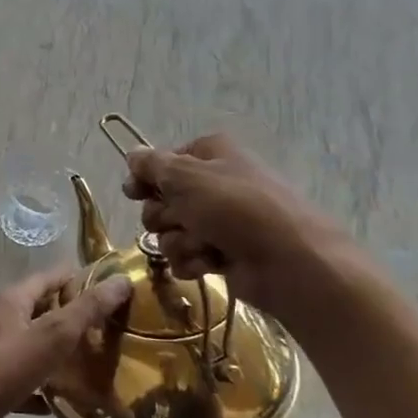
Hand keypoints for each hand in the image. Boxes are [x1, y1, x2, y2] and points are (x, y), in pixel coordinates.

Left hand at [0, 268, 132, 417]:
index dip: (82, 279)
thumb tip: (122, 280)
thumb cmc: (8, 366)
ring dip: (65, 353)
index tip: (115, 289)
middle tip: (114, 327)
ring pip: (39, 347)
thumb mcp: (54, 333)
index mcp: (13, 300)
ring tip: (101, 361)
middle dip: (77, 317)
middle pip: (45, 311)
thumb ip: (88, 308)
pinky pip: (32, 380)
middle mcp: (4, 321)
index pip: (52, 277)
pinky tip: (74, 398)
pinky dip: (51, 386)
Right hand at [122, 134, 363, 333]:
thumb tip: (131, 155)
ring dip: (180, 241)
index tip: (134, 192)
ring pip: (170, 232)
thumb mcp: (186, 176)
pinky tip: (209, 264)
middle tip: (182, 219)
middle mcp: (213, 184)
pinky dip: (192, 261)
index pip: (162, 162)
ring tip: (204, 245)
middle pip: (161, 200)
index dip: (146, 179)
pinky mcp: (221, 253)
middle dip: (164, 216)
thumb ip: (151, 165)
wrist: (286, 260)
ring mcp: (218, 221)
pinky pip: (186, 256)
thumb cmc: (234, 207)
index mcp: (210, 154)